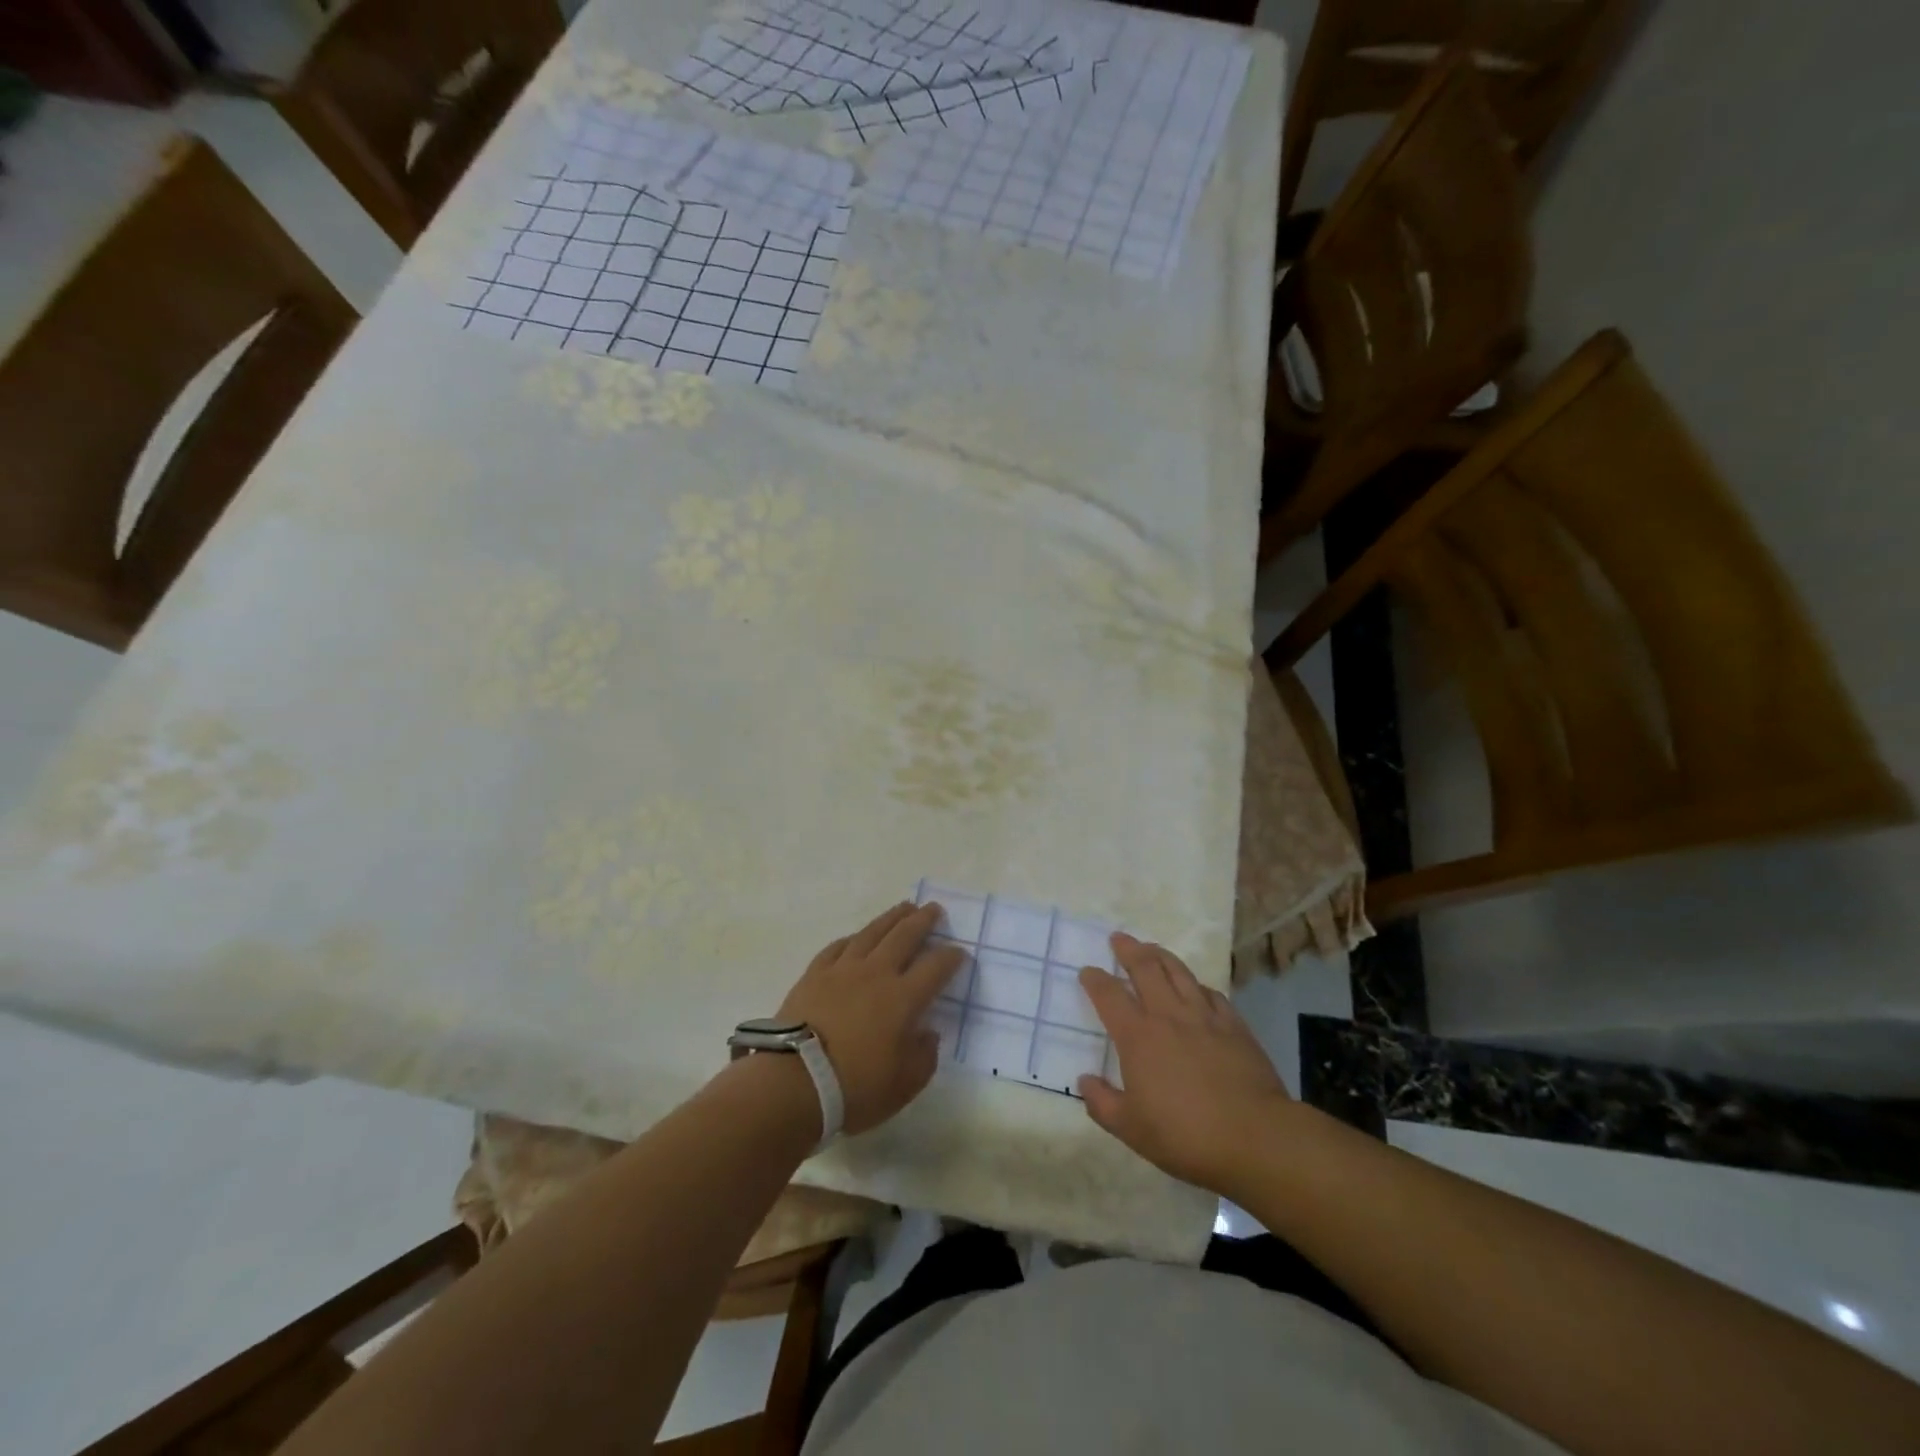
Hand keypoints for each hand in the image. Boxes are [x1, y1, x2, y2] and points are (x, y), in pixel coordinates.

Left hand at [775, 902, 964, 1134]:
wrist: (794, 1081)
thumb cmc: (855, 1087)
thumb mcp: (904, 1085)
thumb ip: (924, 1056)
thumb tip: (928, 1033)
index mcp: (904, 998)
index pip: (936, 967)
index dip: (951, 957)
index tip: (960, 952)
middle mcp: (877, 973)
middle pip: (905, 936)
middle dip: (923, 921)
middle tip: (934, 908)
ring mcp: (843, 969)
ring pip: (872, 932)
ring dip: (891, 918)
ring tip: (904, 907)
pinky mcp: (815, 973)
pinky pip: (838, 947)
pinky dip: (853, 938)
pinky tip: (857, 937)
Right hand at [1077, 933, 1293, 1193]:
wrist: (1255, 1137)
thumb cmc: (1185, 1134)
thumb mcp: (1131, 1129)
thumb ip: (1102, 1103)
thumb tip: (1085, 1081)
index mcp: (1138, 1037)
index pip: (1110, 996)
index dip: (1095, 980)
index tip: (1088, 971)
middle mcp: (1168, 1016)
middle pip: (1146, 969)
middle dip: (1129, 950)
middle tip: (1119, 938)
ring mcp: (1205, 1017)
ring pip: (1179, 972)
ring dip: (1161, 956)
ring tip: (1152, 948)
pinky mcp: (1235, 1026)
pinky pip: (1212, 994)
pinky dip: (1198, 985)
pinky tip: (1197, 987)